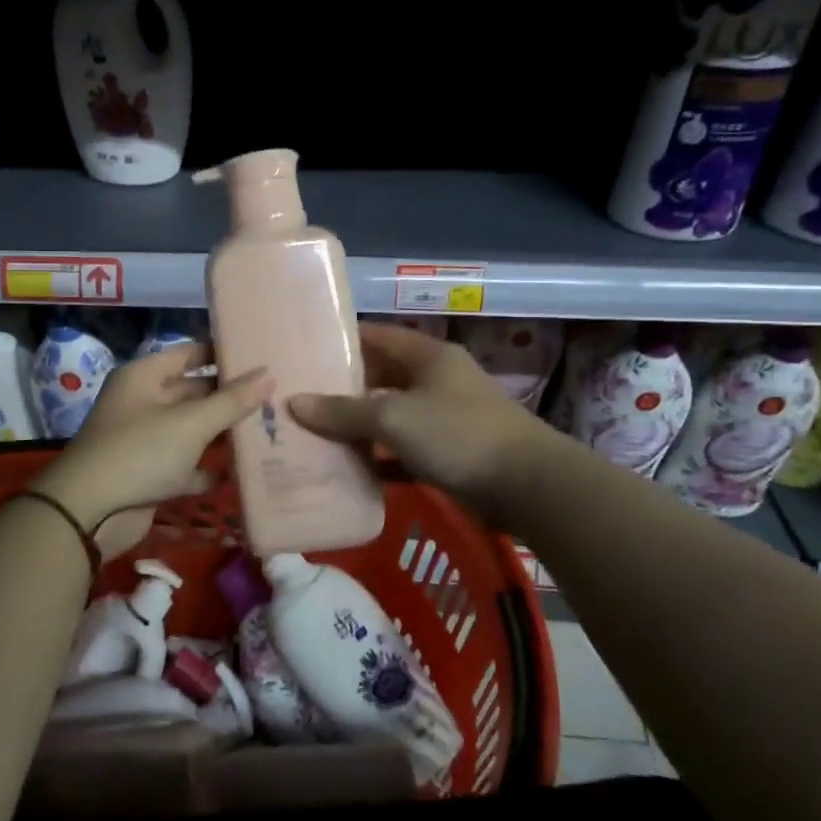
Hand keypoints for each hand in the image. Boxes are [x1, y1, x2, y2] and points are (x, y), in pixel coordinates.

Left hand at [30, 343, 270, 558]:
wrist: (89, 512)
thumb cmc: (140, 452)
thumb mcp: (191, 423)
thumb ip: (231, 401)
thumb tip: (268, 374)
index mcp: (144, 377)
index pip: (189, 353)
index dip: (222, 353)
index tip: (261, 356)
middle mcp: (143, 402)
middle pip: (193, 392)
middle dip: (229, 397)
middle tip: (276, 396)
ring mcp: (145, 440)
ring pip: (191, 430)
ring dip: (223, 433)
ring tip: (269, 429)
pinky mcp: (149, 474)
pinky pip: (185, 465)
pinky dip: (208, 469)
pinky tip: (242, 471)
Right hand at [290, 323, 546, 518]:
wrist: (527, 485)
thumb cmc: (457, 434)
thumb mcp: (393, 418)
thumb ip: (344, 412)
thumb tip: (294, 403)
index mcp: (428, 357)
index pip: (377, 336)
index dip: (342, 339)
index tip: (305, 348)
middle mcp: (437, 380)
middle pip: (381, 377)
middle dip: (343, 387)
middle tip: (300, 395)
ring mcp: (445, 417)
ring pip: (391, 415)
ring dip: (358, 425)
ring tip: (314, 431)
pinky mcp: (449, 452)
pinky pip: (403, 449)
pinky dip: (380, 456)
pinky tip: (349, 467)